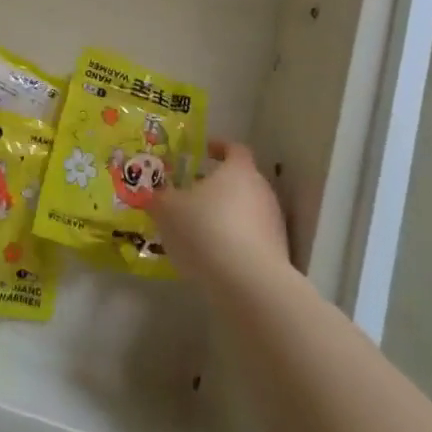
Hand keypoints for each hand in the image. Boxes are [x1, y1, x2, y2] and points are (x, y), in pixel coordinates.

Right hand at [153, 140, 291, 290]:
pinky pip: (251, 239)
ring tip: (199, 231)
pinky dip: (234, 242)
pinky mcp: (278, 254)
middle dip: (217, 186)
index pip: (234, 148)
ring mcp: (273, 223)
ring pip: (246, 210)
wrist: (249, 284)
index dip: (218, 147)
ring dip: (226, 216)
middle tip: (192, 195)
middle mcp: (262, 190)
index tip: (202, 152)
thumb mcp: (168, 210)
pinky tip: (214, 257)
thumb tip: (154, 194)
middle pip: (241, 180)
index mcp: (239, 170)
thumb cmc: (206, 231)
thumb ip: (159, 198)